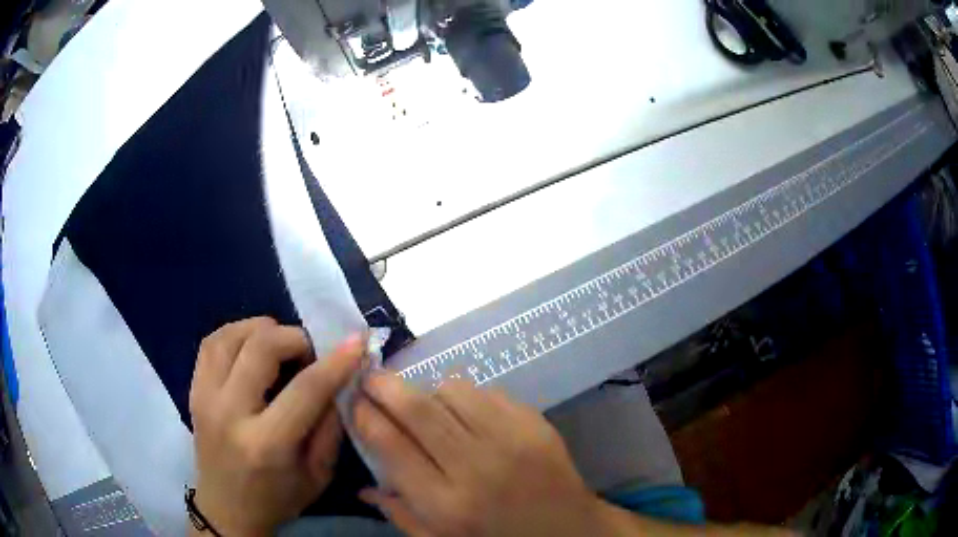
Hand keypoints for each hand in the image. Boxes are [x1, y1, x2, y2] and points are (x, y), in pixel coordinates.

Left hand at [189, 317, 363, 536]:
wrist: (225, 510)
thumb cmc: (277, 500)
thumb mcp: (318, 475)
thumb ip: (330, 427)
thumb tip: (340, 380)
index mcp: (266, 444)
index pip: (305, 389)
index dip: (335, 361)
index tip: (356, 342)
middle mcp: (229, 413)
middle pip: (261, 347)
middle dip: (295, 338)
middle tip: (309, 353)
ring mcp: (204, 397)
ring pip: (230, 335)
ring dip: (263, 330)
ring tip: (280, 345)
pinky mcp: (193, 390)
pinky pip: (211, 343)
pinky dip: (236, 333)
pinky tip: (252, 346)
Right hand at [353, 375, 606, 536]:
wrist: (568, 530)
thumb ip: (399, 514)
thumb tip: (362, 486)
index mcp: (446, 504)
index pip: (390, 445)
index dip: (364, 416)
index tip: (353, 401)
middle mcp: (475, 467)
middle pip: (416, 409)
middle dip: (384, 385)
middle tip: (371, 377)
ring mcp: (510, 439)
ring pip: (451, 389)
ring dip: (429, 391)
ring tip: (427, 407)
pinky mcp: (534, 422)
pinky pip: (486, 391)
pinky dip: (466, 397)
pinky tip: (467, 415)